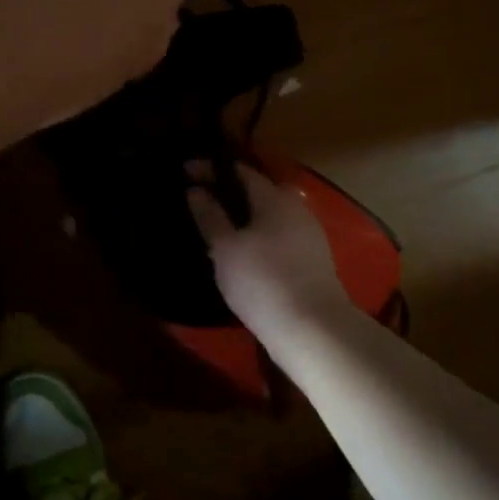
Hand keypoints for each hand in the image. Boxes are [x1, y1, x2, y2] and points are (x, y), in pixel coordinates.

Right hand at [186, 165, 353, 335]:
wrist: (312, 329)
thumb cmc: (262, 281)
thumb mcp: (225, 248)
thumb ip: (210, 215)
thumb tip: (196, 190)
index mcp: (275, 198)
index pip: (240, 170)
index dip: (211, 169)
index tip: (185, 172)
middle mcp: (296, 208)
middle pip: (259, 191)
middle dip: (230, 193)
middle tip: (203, 202)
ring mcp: (309, 235)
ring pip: (270, 216)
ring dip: (244, 218)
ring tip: (217, 231)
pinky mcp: (313, 261)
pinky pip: (279, 237)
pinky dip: (258, 237)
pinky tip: (242, 256)